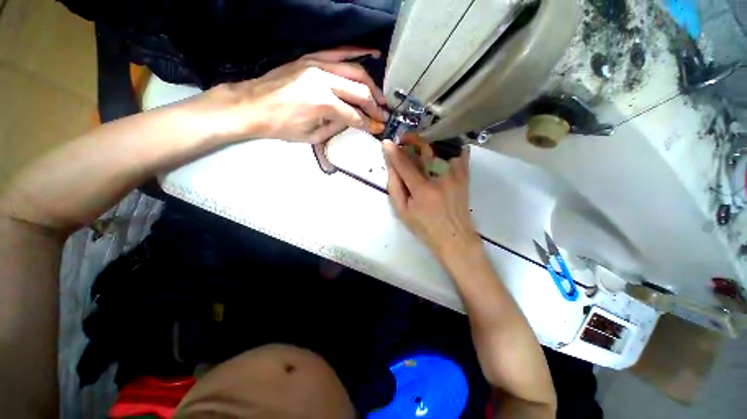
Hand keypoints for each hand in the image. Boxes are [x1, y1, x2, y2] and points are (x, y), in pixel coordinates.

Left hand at [219, 48, 389, 143]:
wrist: (253, 105)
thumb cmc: (282, 127)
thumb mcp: (313, 136)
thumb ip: (337, 127)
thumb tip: (355, 121)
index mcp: (322, 104)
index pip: (355, 115)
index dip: (369, 124)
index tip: (378, 128)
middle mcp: (323, 81)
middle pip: (360, 92)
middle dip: (375, 106)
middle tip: (383, 114)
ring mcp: (317, 65)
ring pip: (355, 71)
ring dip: (372, 84)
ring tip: (381, 96)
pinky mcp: (311, 57)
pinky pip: (339, 51)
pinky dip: (358, 52)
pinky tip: (373, 52)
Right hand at [382, 139, 481, 261]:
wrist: (455, 238)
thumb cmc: (425, 227)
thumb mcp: (402, 212)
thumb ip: (395, 188)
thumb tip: (391, 167)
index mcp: (422, 190)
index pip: (405, 165)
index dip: (394, 152)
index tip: (386, 142)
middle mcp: (440, 178)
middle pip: (425, 151)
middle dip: (412, 140)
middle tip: (404, 139)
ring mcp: (455, 175)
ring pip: (442, 148)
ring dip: (428, 142)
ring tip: (420, 144)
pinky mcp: (465, 176)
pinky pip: (459, 153)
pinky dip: (450, 147)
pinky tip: (442, 148)